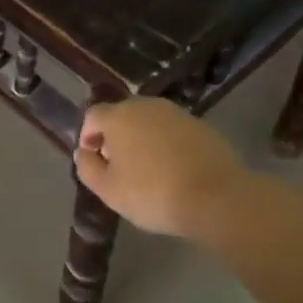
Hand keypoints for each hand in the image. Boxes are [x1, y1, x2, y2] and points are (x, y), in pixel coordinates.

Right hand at [73, 97, 250, 238]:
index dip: (88, 136)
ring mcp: (176, 113)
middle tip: (118, 165)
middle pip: (122, 115)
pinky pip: (173, 131)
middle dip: (116, 136)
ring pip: (149, 121)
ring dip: (143, 139)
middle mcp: (146, 105)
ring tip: (147, 169)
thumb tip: (84, 153)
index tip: (92, 159)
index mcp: (119, 116)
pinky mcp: (201, 125)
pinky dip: (167, 145)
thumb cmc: (153, 193)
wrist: (217, 197)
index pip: (93, 116)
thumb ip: (88, 168)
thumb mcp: (109, 190)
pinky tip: (174, 169)